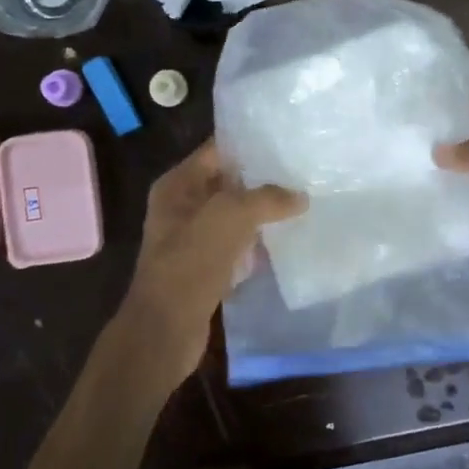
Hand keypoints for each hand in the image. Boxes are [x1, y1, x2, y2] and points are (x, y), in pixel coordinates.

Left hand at [112, 140, 305, 383]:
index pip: (217, 150)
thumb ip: (267, 199)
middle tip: (303, 171)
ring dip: (262, 212)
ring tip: (303, 201)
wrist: (165, 329)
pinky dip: (256, 242)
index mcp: (177, 184)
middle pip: (228, 182)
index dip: (249, 143)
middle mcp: (181, 206)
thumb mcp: (230, 217)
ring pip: (234, 215)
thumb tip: (300, 197)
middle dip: (261, 178)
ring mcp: (192, 238)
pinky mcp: (205, 266)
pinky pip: (236, 244)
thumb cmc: (191, 262)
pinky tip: (285, 240)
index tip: (286, 139)